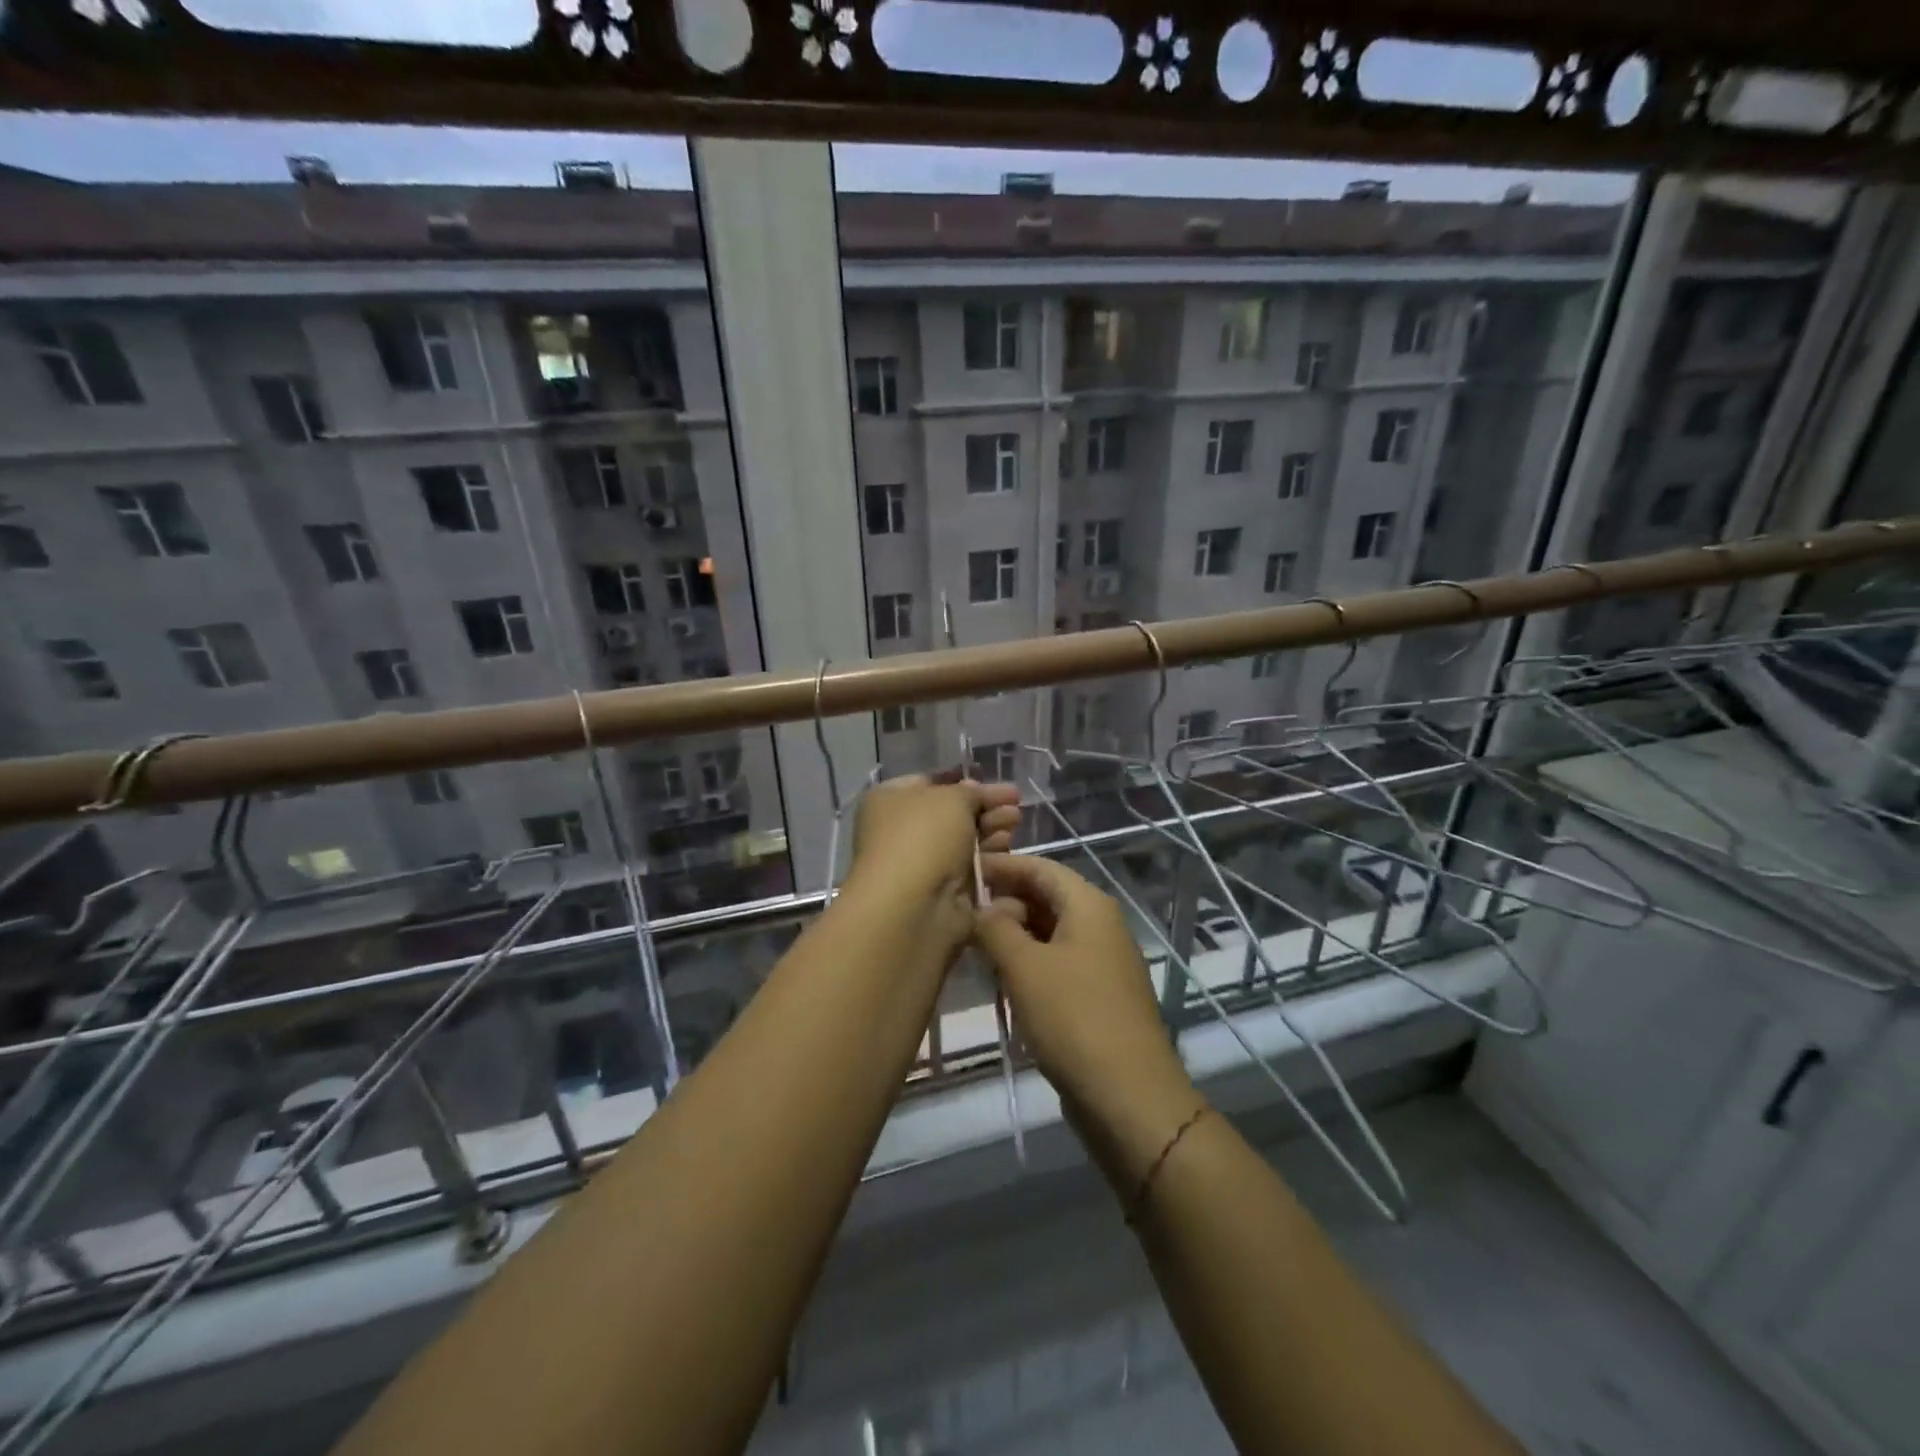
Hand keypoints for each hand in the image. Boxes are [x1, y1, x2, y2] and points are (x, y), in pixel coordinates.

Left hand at [845, 773, 1021, 918]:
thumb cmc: (923, 838)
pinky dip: (988, 858)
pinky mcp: (941, 892)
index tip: (994, 781)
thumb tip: (974, 792)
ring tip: (1016, 822)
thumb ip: (970, 791)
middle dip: (985, 806)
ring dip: (991, 829)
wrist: (913, 907)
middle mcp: (900, 830)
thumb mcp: (951, 798)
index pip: (930, 783)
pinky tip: (1008, 848)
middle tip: (1016, 803)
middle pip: (951, 813)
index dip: (963, 781)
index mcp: (889, 800)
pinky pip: (969, 868)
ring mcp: (921, 864)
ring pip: (963, 841)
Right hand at [973, 855, 1193, 1113]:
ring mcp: (1103, 960)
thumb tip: (982, 908)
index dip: (1001, 866)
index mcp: (1088, 905)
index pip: (1039, 867)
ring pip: (1050, 931)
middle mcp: (1101, 924)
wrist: (1128, 1095)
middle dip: (1004, 902)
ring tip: (975, 947)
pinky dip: (1030, 961)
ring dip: (1014, 934)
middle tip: (963, 917)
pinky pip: (1059, 961)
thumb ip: (995, 927)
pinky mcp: (1100, 993)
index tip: (963, 870)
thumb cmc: (1073, 1017)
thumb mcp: (1023, 967)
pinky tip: (1004, 979)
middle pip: (1046, 896)